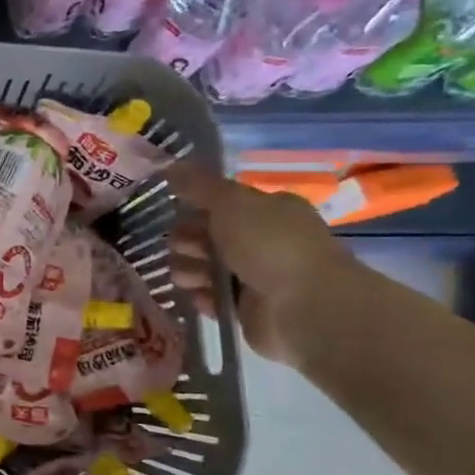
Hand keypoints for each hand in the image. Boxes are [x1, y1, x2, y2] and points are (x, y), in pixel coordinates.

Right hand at [167, 161, 350, 365]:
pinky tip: (200, 296)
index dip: (196, 206)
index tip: (176, 210)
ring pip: (205, 267)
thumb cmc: (271, 244)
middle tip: (184, 247)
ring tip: (188, 277)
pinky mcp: (246, 309)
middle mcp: (263, 240)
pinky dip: (202, 296)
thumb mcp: (231, 202)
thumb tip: (169, 165)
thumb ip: (198, 185)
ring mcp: (256, 276)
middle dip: (186, 240)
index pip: (222, 203)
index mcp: (268, 210)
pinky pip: (212, 298)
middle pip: (208, 235)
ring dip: (189, 269)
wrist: (305, 307)